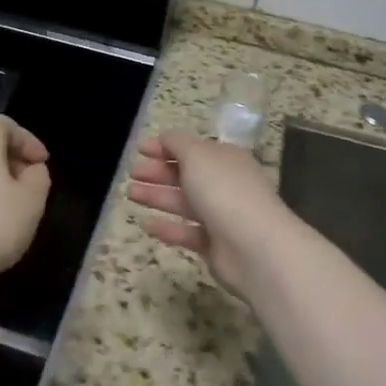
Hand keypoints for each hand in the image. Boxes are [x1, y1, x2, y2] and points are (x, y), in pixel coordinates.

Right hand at [126, 132, 292, 299]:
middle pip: (186, 175)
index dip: (166, 147)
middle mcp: (225, 185)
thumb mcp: (197, 155)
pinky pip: (187, 233)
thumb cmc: (223, 191)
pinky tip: (146, 225)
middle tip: (132, 173)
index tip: (140, 150)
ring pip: (184, 203)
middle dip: (158, 172)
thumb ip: (177, 144)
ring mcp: (221, 216)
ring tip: (130, 193)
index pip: (193, 149)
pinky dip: (168, 228)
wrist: (255, 247)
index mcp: (225, 159)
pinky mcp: (215, 246)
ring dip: (157, 196)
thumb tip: (165, 138)